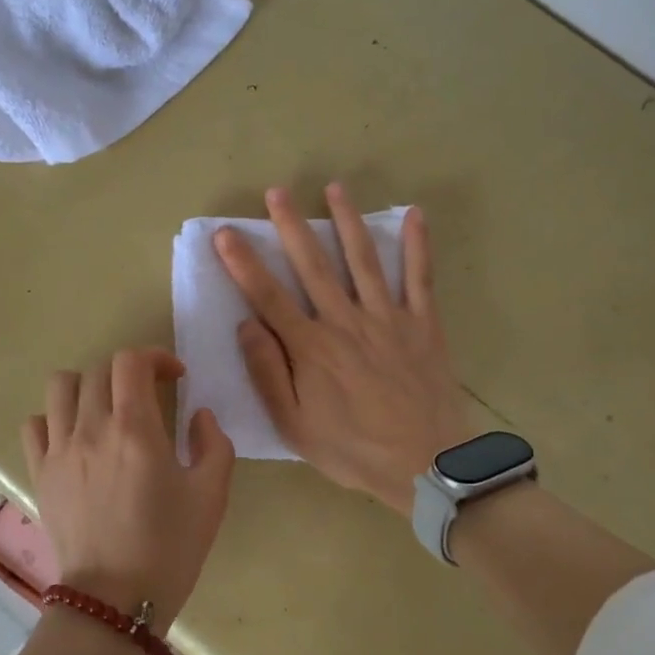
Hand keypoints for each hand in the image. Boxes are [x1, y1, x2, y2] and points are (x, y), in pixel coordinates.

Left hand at [21, 347, 235, 625]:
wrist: (115, 600)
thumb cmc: (170, 548)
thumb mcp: (211, 496)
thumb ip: (214, 444)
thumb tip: (199, 416)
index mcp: (135, 429)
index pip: (132, 361)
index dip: (155, 357)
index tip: (174, 377)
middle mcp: (91, 428)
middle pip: (99, 370)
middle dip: (128, 373)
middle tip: (148, 396)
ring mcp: (59, 450)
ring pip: (60, 386)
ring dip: (86, 385)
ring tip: (105, 408)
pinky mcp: (40, 472)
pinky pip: (35, 424)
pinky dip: (54, 419)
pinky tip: (74, 437)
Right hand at [215, 185, 475, 515]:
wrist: (428, 466)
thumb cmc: (353, 450)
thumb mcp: (295, 426)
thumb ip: (268, 374)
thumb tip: (246, 325)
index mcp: (311, 348)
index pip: (268, 296)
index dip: (243, 262)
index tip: (225, 233)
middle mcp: (346, 322)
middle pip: (313, 265)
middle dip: (291, 226)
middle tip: (277, 191)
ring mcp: (388, 318)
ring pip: (363, 260)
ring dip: (346, 221)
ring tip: (334, 188)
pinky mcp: (423, 324)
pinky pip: (420, 278)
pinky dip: (418, 245)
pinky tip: (414, 214)